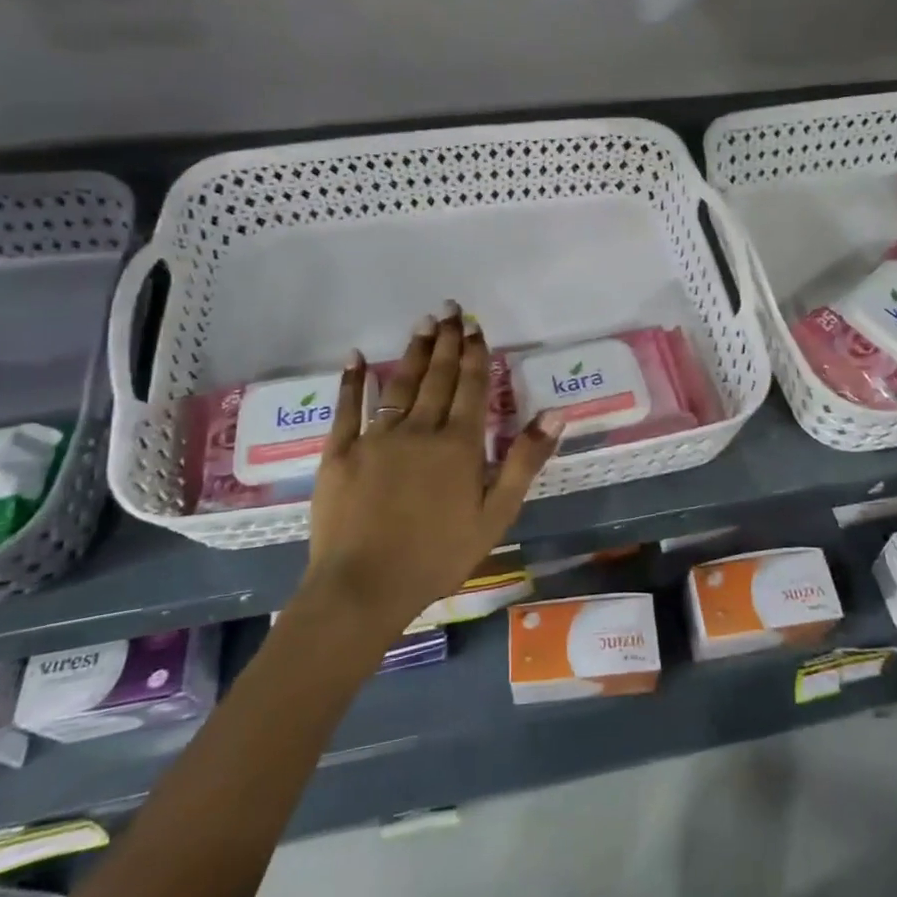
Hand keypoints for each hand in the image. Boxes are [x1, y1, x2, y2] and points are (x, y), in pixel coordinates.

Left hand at [301, 303, 562, 633]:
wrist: (364, 586)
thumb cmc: (438, 555)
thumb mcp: (496, 514)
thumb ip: (524, 461)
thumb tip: (556, 413)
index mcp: (458, 444)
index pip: (470, 386)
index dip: (474, 353)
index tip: (475, 325)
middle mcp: (419, 429)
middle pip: (437, 376)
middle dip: (446, 341)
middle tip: (450, 309)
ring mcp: (376, 437)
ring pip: (399, 384)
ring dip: (413, 352)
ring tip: (422, 323)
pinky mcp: (340, 452)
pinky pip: (347, 408)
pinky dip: (353, 380)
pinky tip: (357, 357)